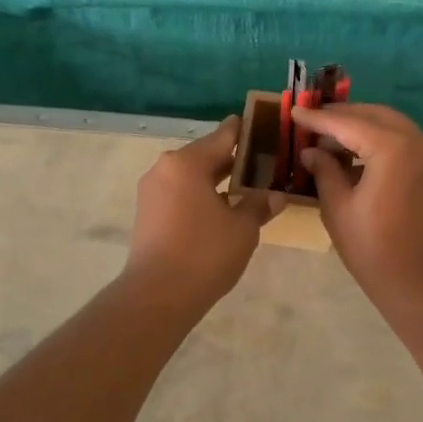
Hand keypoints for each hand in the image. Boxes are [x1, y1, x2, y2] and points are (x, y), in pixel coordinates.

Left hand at [124, 117, 275, 309]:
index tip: (263, 125)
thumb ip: (258, 205)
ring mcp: (152, 191)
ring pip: (191, 176)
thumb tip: (275, 195)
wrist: (157, 295)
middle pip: (205, 154)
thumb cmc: (204, 253)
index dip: (245, 130)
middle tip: (263, 162)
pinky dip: (200, 195)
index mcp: (187, 162)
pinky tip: (221, 209)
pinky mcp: (147, 213)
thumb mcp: (242, 228)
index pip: (223, 135)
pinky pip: (179, 193)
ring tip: (246, 187)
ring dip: (216, 180)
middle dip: (232, 159)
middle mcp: (165, 168)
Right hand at [293, 103, 422, 305]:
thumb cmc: (374, 249)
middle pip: (374, 115)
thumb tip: (311, 151)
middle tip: (310, 119)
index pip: (348, 124)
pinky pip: (402, 140)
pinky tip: (353, 152)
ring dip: (360, 126)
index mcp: (393, 149)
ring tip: (327, 135)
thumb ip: (324, 171)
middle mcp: (417, 141)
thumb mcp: (338, 208)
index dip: (318, 118)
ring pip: (390, 124)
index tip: (294, 110)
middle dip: (342, 115)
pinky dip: (378, 139)